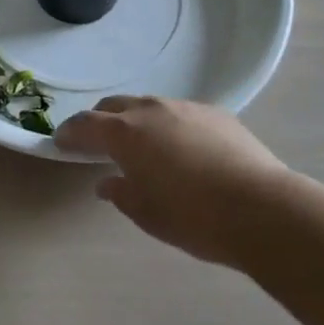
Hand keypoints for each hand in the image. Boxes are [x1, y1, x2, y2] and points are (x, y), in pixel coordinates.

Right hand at [55, 96, 290, 267]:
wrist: (262, 208)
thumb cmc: (194, 217)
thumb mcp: (148, 214)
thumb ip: (121, 193)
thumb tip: (107, 182)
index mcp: (126, 134)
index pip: (86, 124)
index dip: (70, 133)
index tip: (61, 142)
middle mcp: (151, 110)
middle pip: (114, 107)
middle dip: (101, 122)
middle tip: (98, 144)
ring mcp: (185, 107)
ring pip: (149, 106)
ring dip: (137, 122)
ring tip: (144, 147)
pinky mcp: (215, 112)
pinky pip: (180, 113)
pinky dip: (169, 126)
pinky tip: (183, 150)